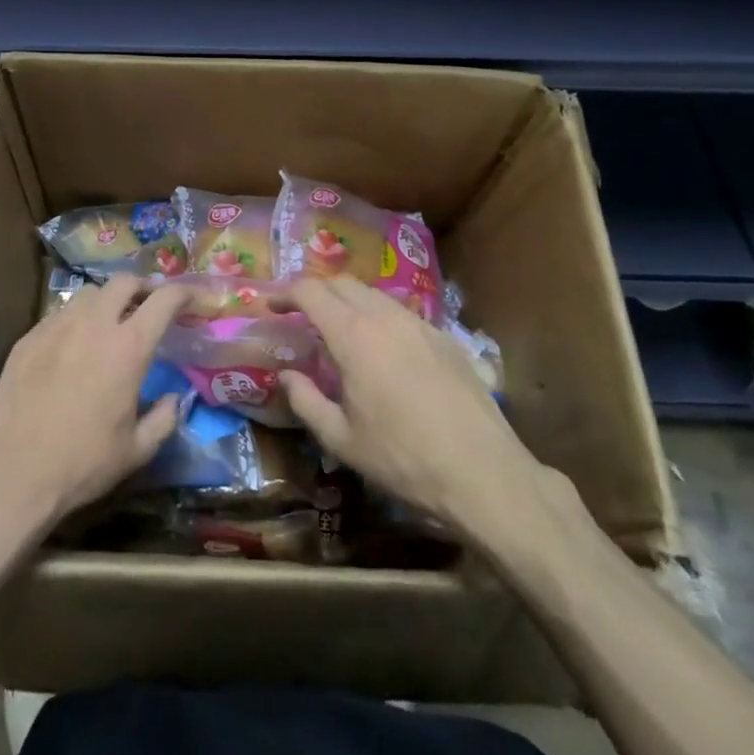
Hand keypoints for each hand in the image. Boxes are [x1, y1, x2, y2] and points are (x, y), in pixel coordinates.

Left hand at [0, 275, 184, 536]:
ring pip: (88, 294)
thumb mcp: (136, 451)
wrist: (13, 474)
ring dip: (107, 301)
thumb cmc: (82, 464)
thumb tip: (175, 398)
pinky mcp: (28, 338)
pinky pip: (58, 314)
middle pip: (124, 282)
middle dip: (142, 286)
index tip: (191, 298)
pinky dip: (75, 320)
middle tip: (148, 304)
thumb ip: (165, 418)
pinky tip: (72, 346)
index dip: (183, 292)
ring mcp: (56, 326)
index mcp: (128, 347)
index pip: (164, 299)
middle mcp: (94, 324)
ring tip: (108, 322)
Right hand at [278, 278, 583, 556]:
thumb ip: (306, 400)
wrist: (483, 472)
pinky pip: (400, 312)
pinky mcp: (445, 337)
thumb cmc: (403, 459)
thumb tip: (286, 375)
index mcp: (354, 335)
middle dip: (315, 290)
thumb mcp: (342, 440)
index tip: (270, 305)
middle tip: (298, 313)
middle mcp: (385, 316)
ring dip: (347, 301)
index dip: (285, 292)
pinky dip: (378, 316)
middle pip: (342, 282)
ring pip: (373, 294)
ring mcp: (419, 323)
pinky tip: (381, 348)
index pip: (311, 291)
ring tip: (337, 328)